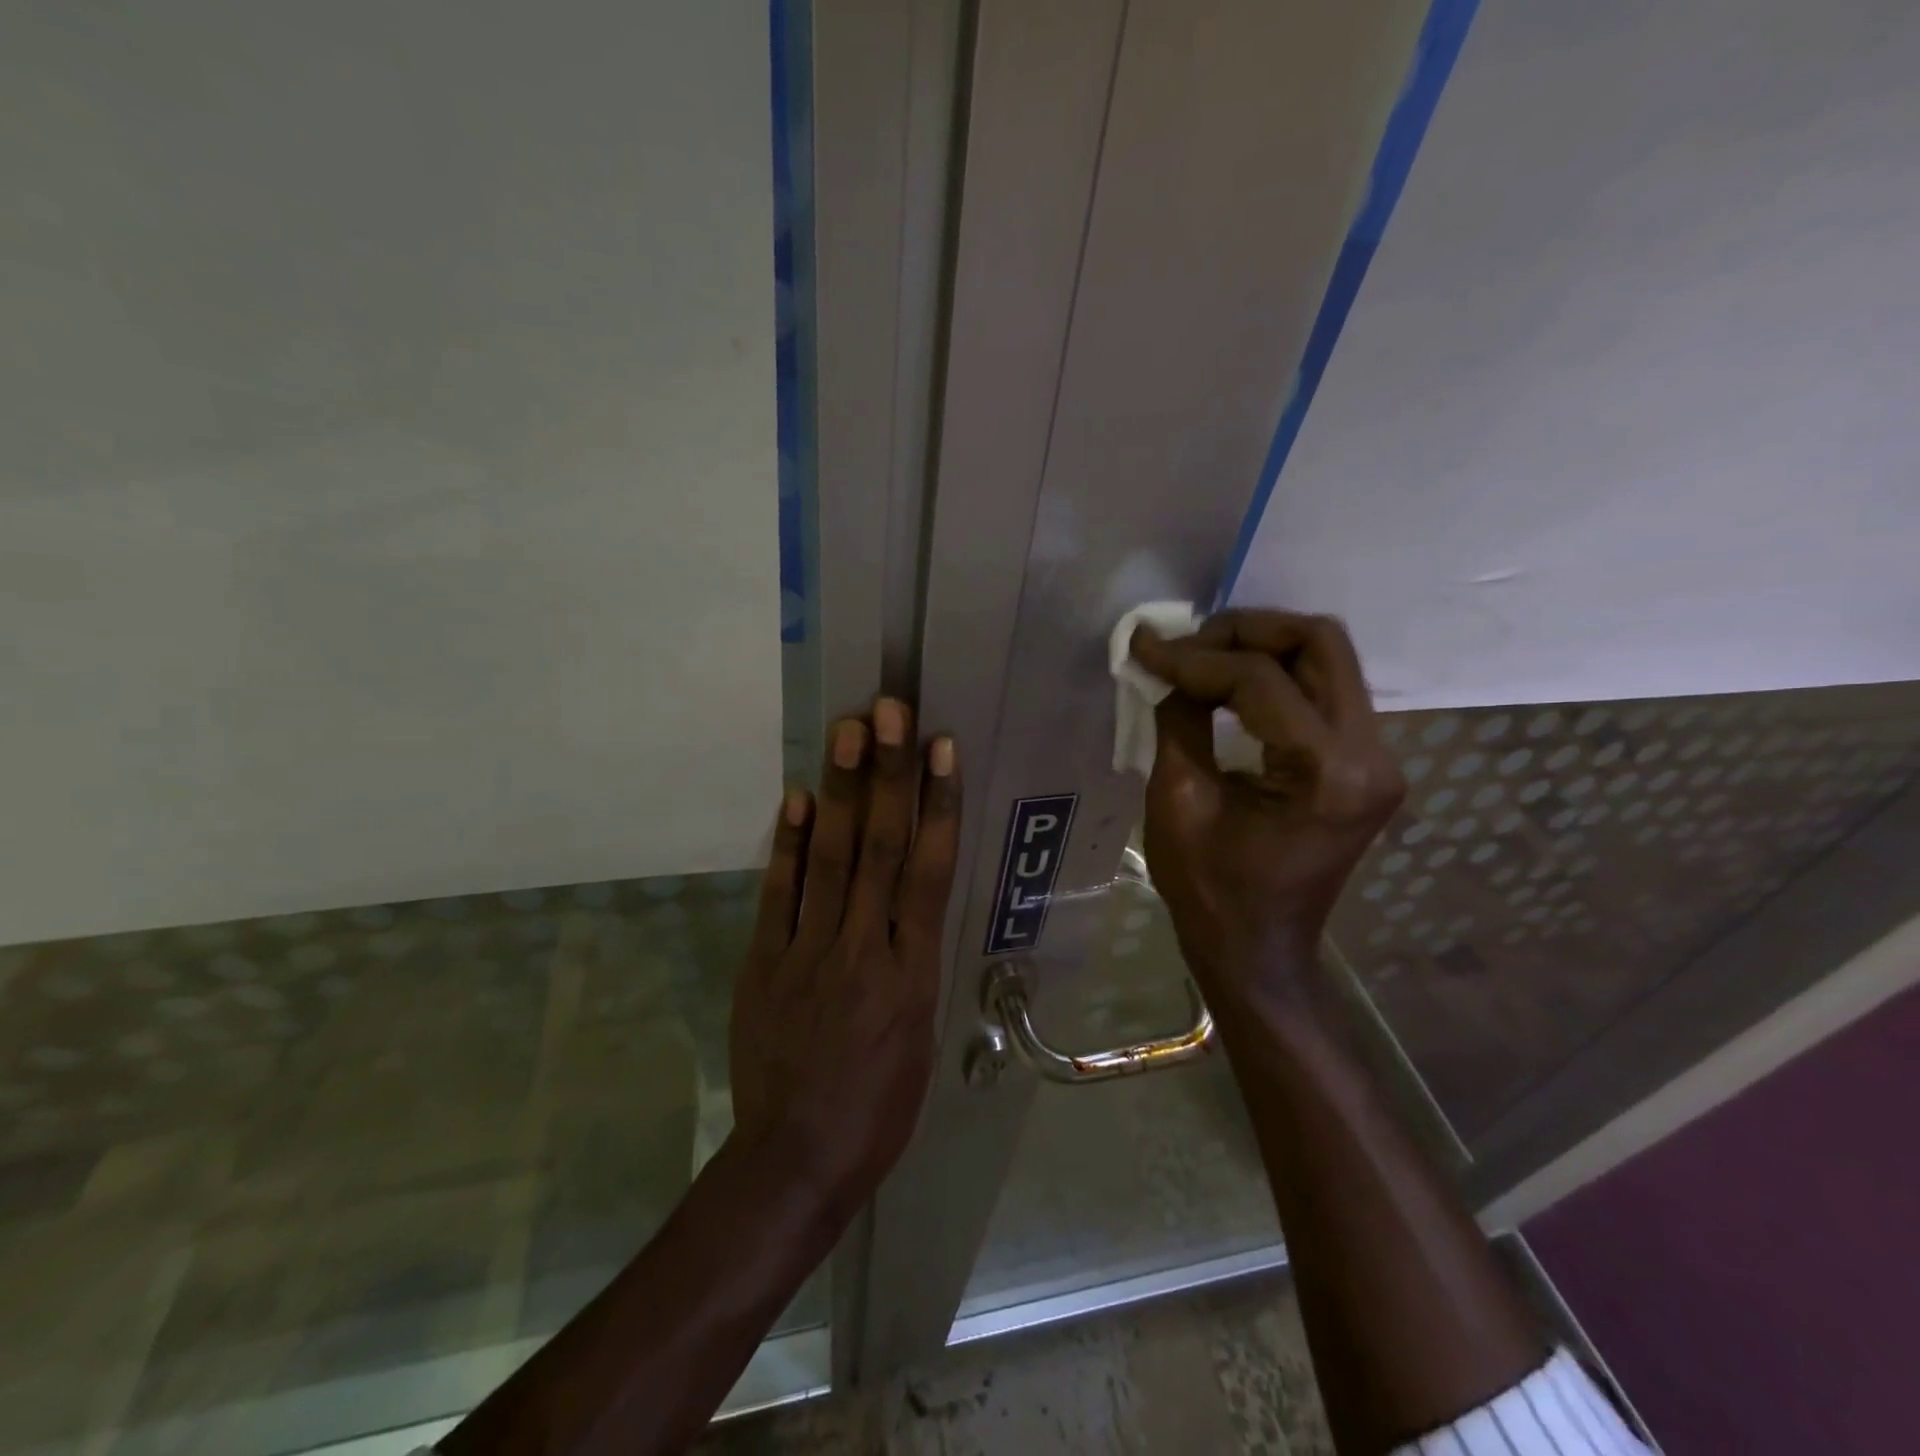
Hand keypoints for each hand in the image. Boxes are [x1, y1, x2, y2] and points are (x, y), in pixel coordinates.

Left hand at [728, 699, 960, 1211]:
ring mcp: (809, 952)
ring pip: (830, 860)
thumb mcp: (922, 1034)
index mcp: (913, 972)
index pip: (929, 871)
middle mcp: (864, 948)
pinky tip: (797, 800)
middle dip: (887, 776)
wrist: (798, 1158)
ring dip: (840, 792)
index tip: (941, 749)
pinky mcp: (765, 963)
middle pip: (878, 850)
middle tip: (889, 712)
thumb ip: (916, 959)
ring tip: (848, 733)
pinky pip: (779, 895)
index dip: (936, 805)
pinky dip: (788, 845)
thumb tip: (912, 902)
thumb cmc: (880, 1104)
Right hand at [1129, 610, 1402, 999]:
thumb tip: (1168, 665)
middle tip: (1188, 642)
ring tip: (1202, 658)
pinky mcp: (1367, 764)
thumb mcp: (1178, 801)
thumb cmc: (1210, 891)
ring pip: (1328, 660)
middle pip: (1320, 644)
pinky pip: (1325, 691)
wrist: (1258, 950)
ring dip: (1262, 648)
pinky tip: (1231, 685)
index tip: (1145, 648)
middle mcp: (1372, 756)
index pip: (1260, 680)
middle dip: (1245, 630)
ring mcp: (1379, 759)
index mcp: (1328, 774)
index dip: (1195, 657)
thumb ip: (1179, 719)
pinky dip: (1276, 676)